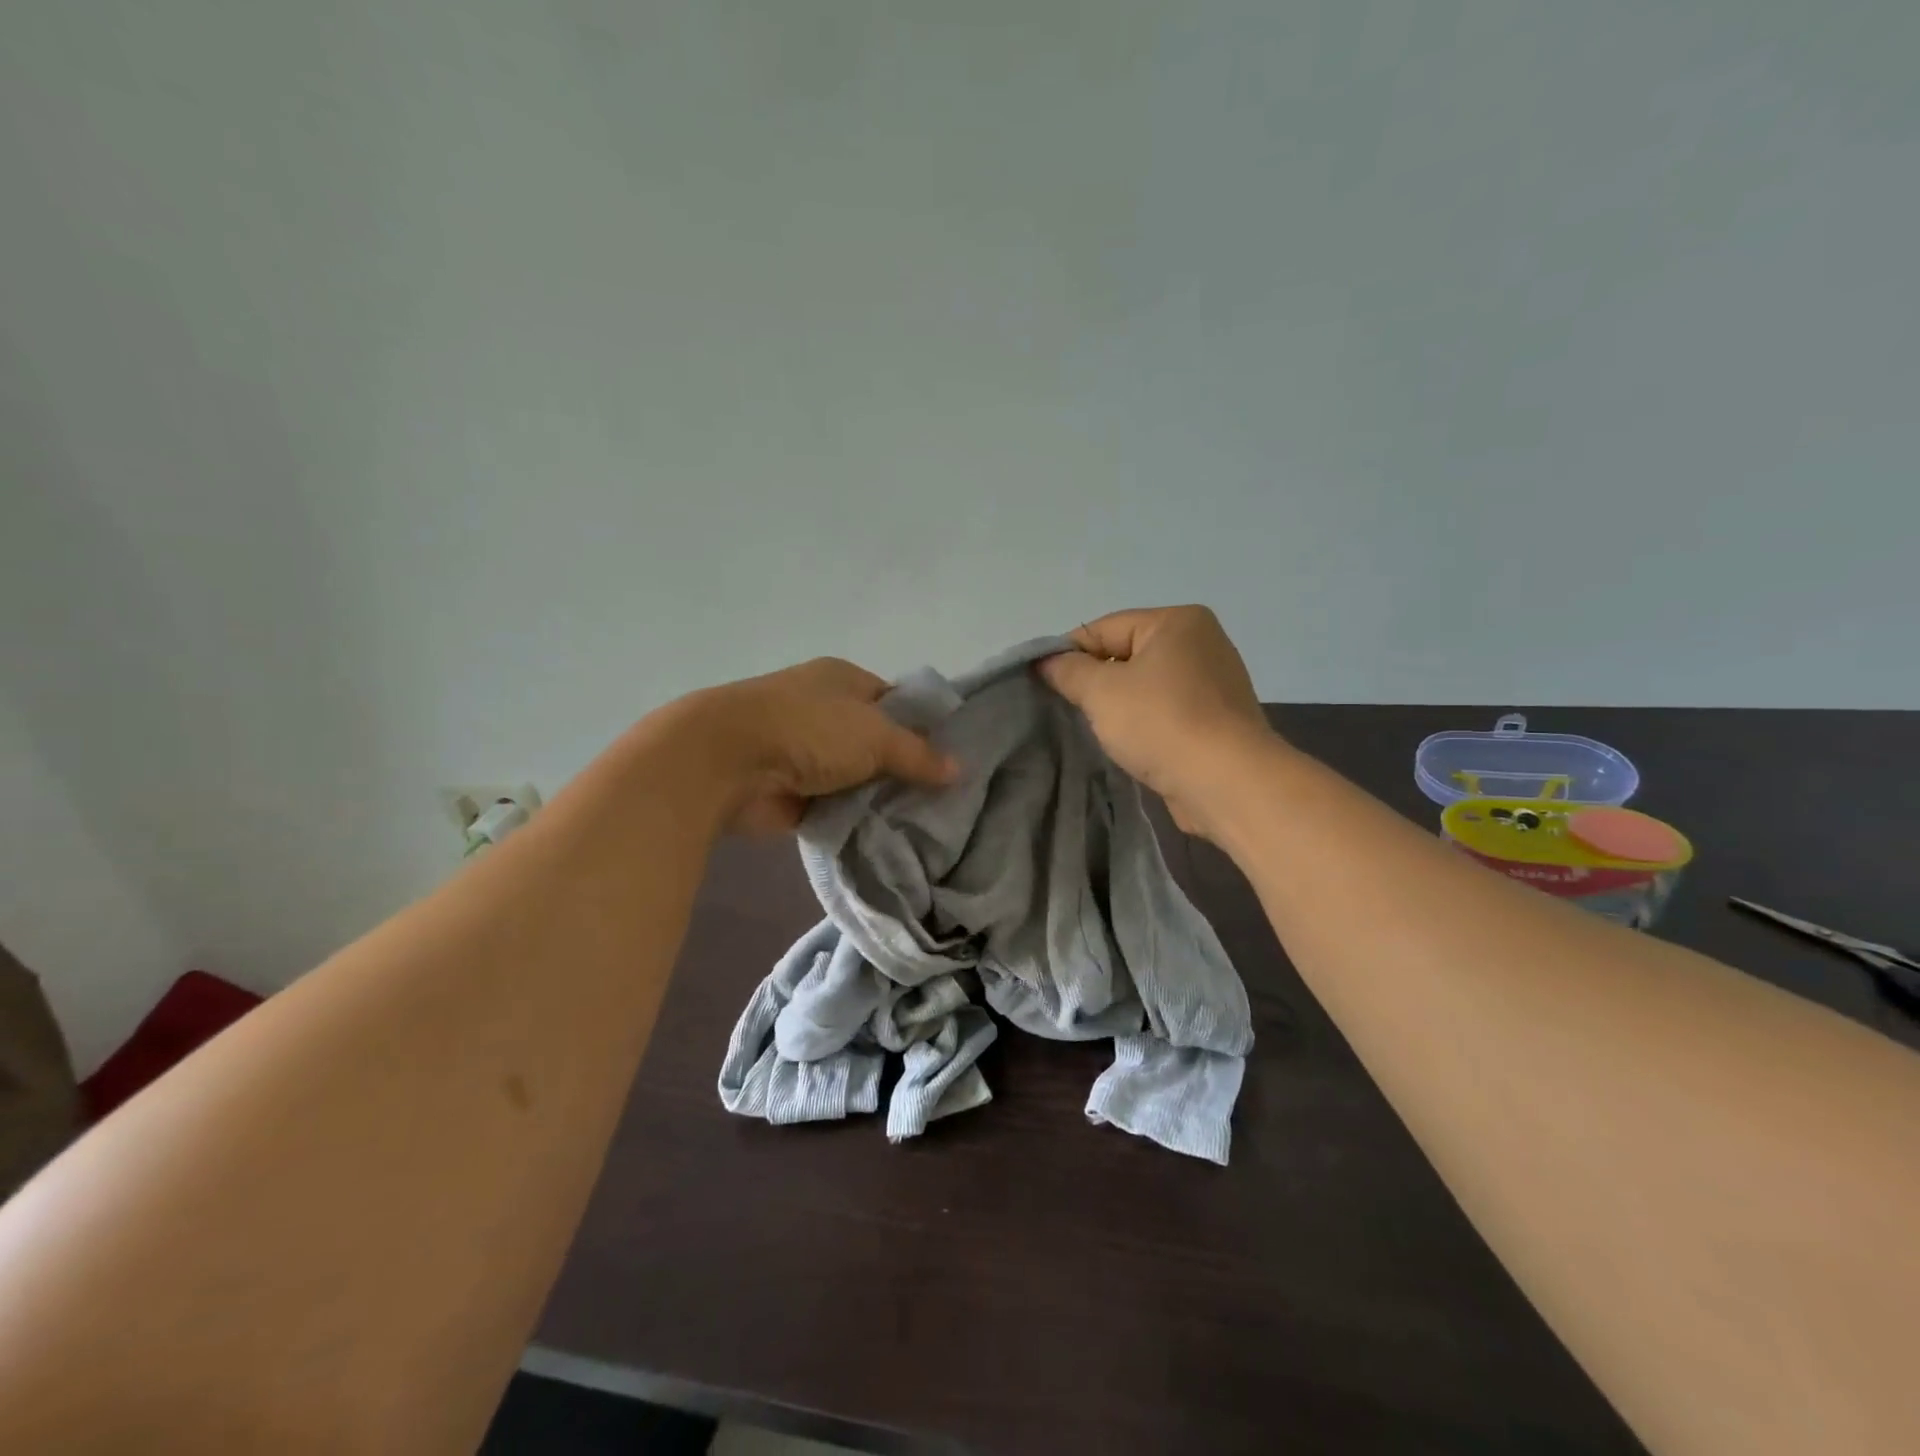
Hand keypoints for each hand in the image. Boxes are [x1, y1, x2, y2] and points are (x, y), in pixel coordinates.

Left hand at [673, 657, 957, 834]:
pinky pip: (837, 807)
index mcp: (843, 680)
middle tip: (947, 797)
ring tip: (928, 823)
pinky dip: (856, 819)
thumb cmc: (808, 729)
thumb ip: (918, 754)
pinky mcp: (794, 792)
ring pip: (858, 777)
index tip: (952, 757)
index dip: (923, 726)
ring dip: (881, 797)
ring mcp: (807, 753)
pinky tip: (891, 836)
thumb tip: (958, 769)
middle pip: (877, 741)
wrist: (727, 762)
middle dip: (906, 768)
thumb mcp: (875, 734)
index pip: (895, 700)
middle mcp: (825, 712)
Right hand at [1039, 606, 1277, 837]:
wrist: (1227, 783)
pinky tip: (1130, 745)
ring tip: (1098, 730)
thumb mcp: (1101, 691)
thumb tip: (1045, 661)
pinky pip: (1166, 712)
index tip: (1042, 683)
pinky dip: (1144, 724)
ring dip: (1118, 707)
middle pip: (1126, 655)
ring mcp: (1213, 683)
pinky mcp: (1216, 721)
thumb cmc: (1162, 723)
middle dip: (1095, 682)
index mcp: (1177, 621)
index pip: (1104, 628)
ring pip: (1145, 687)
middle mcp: (1201, 643)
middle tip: (1069, 709)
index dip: (1068, 654)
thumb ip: (1068, 671)